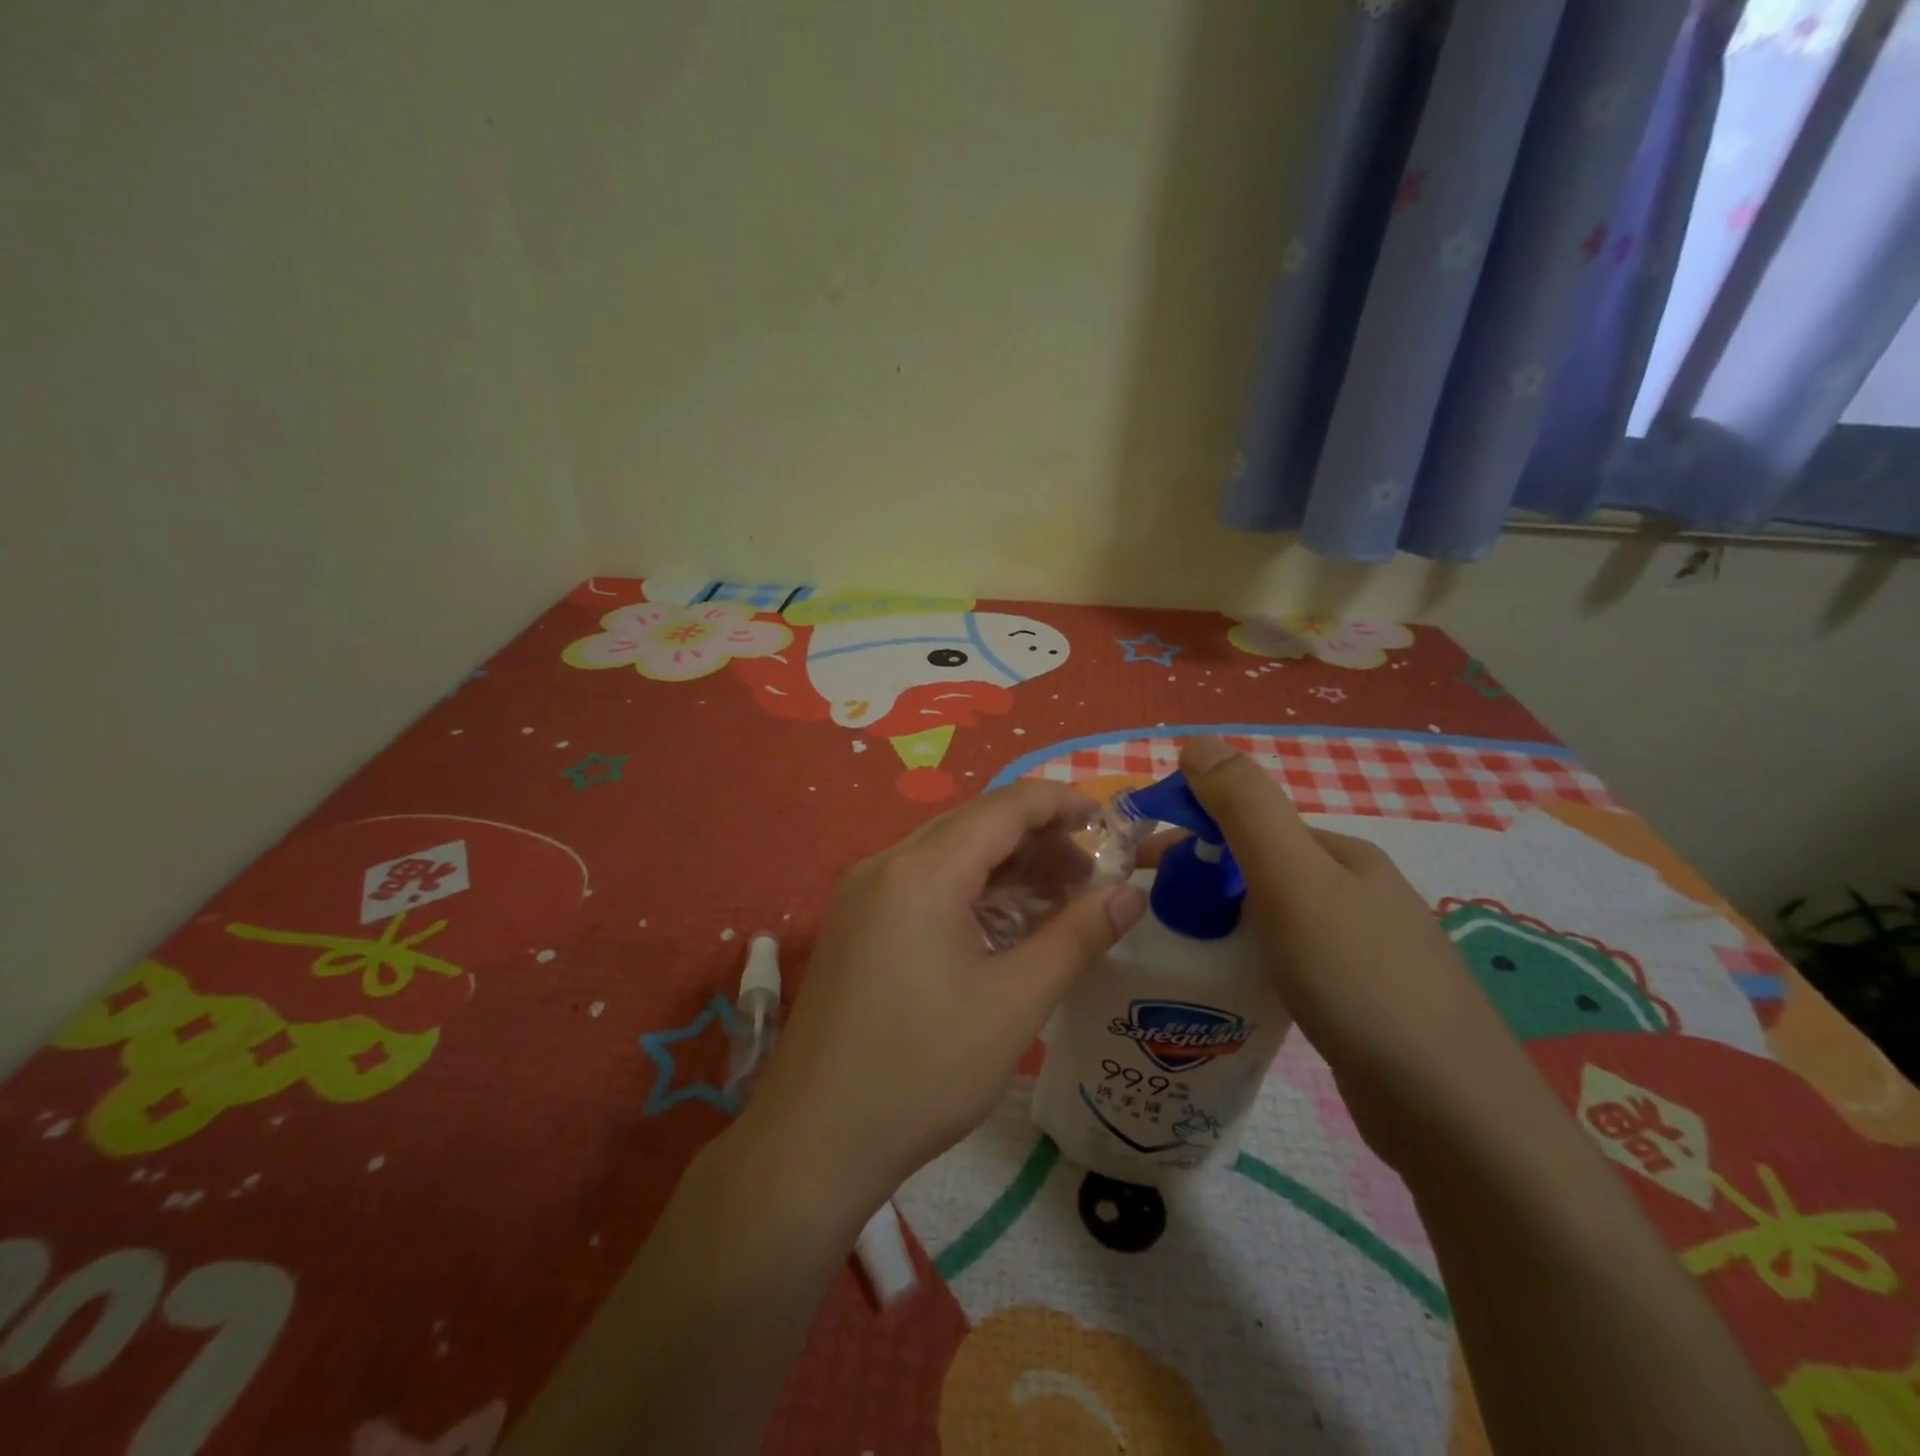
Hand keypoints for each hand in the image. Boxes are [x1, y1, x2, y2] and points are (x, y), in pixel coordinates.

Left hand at [734, 781, 1148, 1221]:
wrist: (814, 1140)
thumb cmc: (923, 1070)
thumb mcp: (1014, 1003)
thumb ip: (1076, 938)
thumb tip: (1130, 894)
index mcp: (922, 871)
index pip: (1003, 807)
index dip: (1060, 804)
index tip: (1108, 822)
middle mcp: (885, 865)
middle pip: (974, 826)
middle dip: (1038, 840)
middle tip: (1091, 875)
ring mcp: (863, 894)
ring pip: (948, 855)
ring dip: (1005, 868)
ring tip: (1058, 900)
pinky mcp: (855, 924)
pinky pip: (922, 884)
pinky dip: (970, 892)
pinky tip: (1004, 926)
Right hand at [1173, 735, 1538, 1170]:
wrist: (1452, 1114)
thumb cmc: (1359, 980)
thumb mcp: (1293, 879)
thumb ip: (1245, 807)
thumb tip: (1197, 740)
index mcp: (1340, 854)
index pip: (1249, 820)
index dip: (1190, 830)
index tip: (1139, 865)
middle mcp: (1355, 891)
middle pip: (1258, 867)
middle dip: (1200, 878)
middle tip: (1148, 913)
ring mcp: (1362, 947)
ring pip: (1271, 915)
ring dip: (1221, 920)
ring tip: (1177, 950)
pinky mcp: (1359, 999)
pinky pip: (1286, 959)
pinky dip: (1250, 959)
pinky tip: (1230, 988)